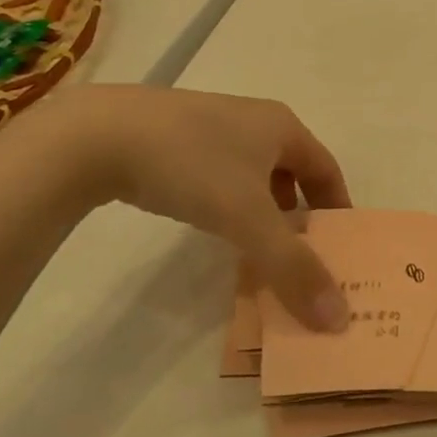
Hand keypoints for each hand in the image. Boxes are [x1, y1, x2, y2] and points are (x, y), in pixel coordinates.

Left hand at [17, 86, 352, 328]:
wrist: (97, 135)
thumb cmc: (191, 166)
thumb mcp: (248, 219)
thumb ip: (293, 268)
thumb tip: (338, 318)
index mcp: (281, 126)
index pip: (327, 169)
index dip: (337, 208)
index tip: (339, 248)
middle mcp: (252, 118)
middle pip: (292, 170)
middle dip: (299, 213)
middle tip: (299, 255)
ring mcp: (210, 122)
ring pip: (252, 172)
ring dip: (262, 209)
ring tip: (255, 247)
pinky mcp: (173, 134)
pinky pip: (218, 171)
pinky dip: (227, 200)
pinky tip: (209, 223)